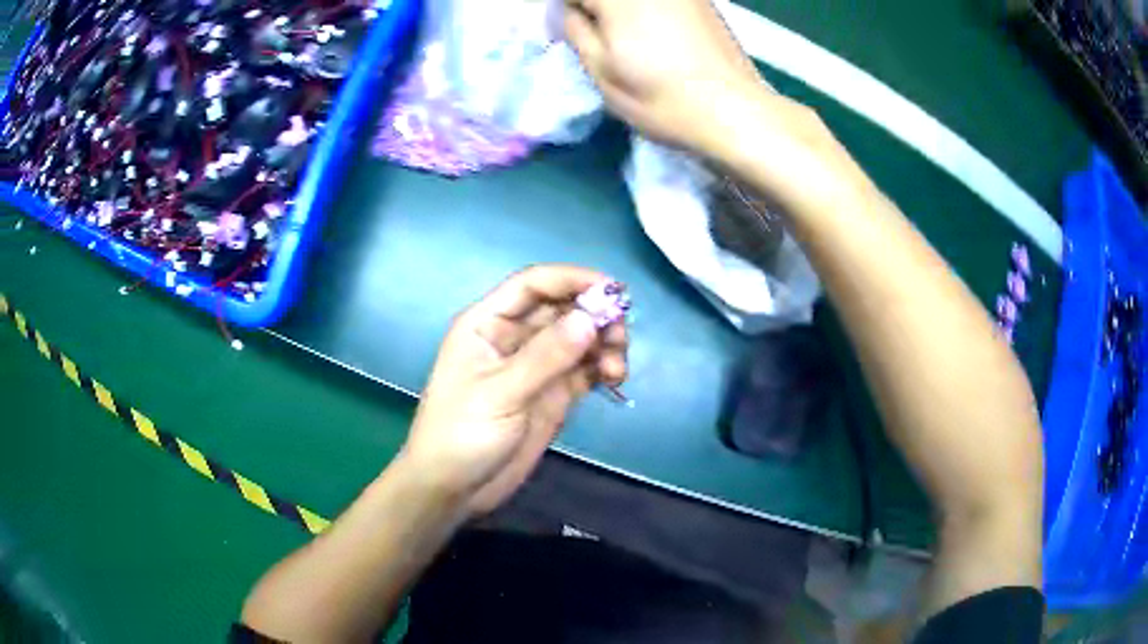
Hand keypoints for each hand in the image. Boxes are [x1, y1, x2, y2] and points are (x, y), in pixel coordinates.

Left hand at [399, 265, 627, 516]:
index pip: (533, 285)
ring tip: (618, 367)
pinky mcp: (552, 394)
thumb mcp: (500, 393)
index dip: (572, 279)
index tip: (611, 290)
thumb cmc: (461, 434)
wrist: (453, 489)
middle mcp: (514, 338)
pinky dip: (603, 367)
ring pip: (578, 339)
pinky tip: (615, 378)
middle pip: (562, 309)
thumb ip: (546, 356)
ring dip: (604, 342)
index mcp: (488, 324)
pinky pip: (584, 369)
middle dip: (595, 314)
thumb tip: (590, 318)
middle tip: (620, 334)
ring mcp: (535, 367)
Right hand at [563, 0, 765, 154]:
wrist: (734, 111)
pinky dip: (649, 10)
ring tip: (630, 38)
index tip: (574, 32)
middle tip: (599, 33)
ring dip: (622, 11)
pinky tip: (659, 33)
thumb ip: (576, 31)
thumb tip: (571, 12)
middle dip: (596, 9)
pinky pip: (663, 1)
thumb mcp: (601, 72)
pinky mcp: (702, 1)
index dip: (568, 11)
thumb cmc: (660, 98)